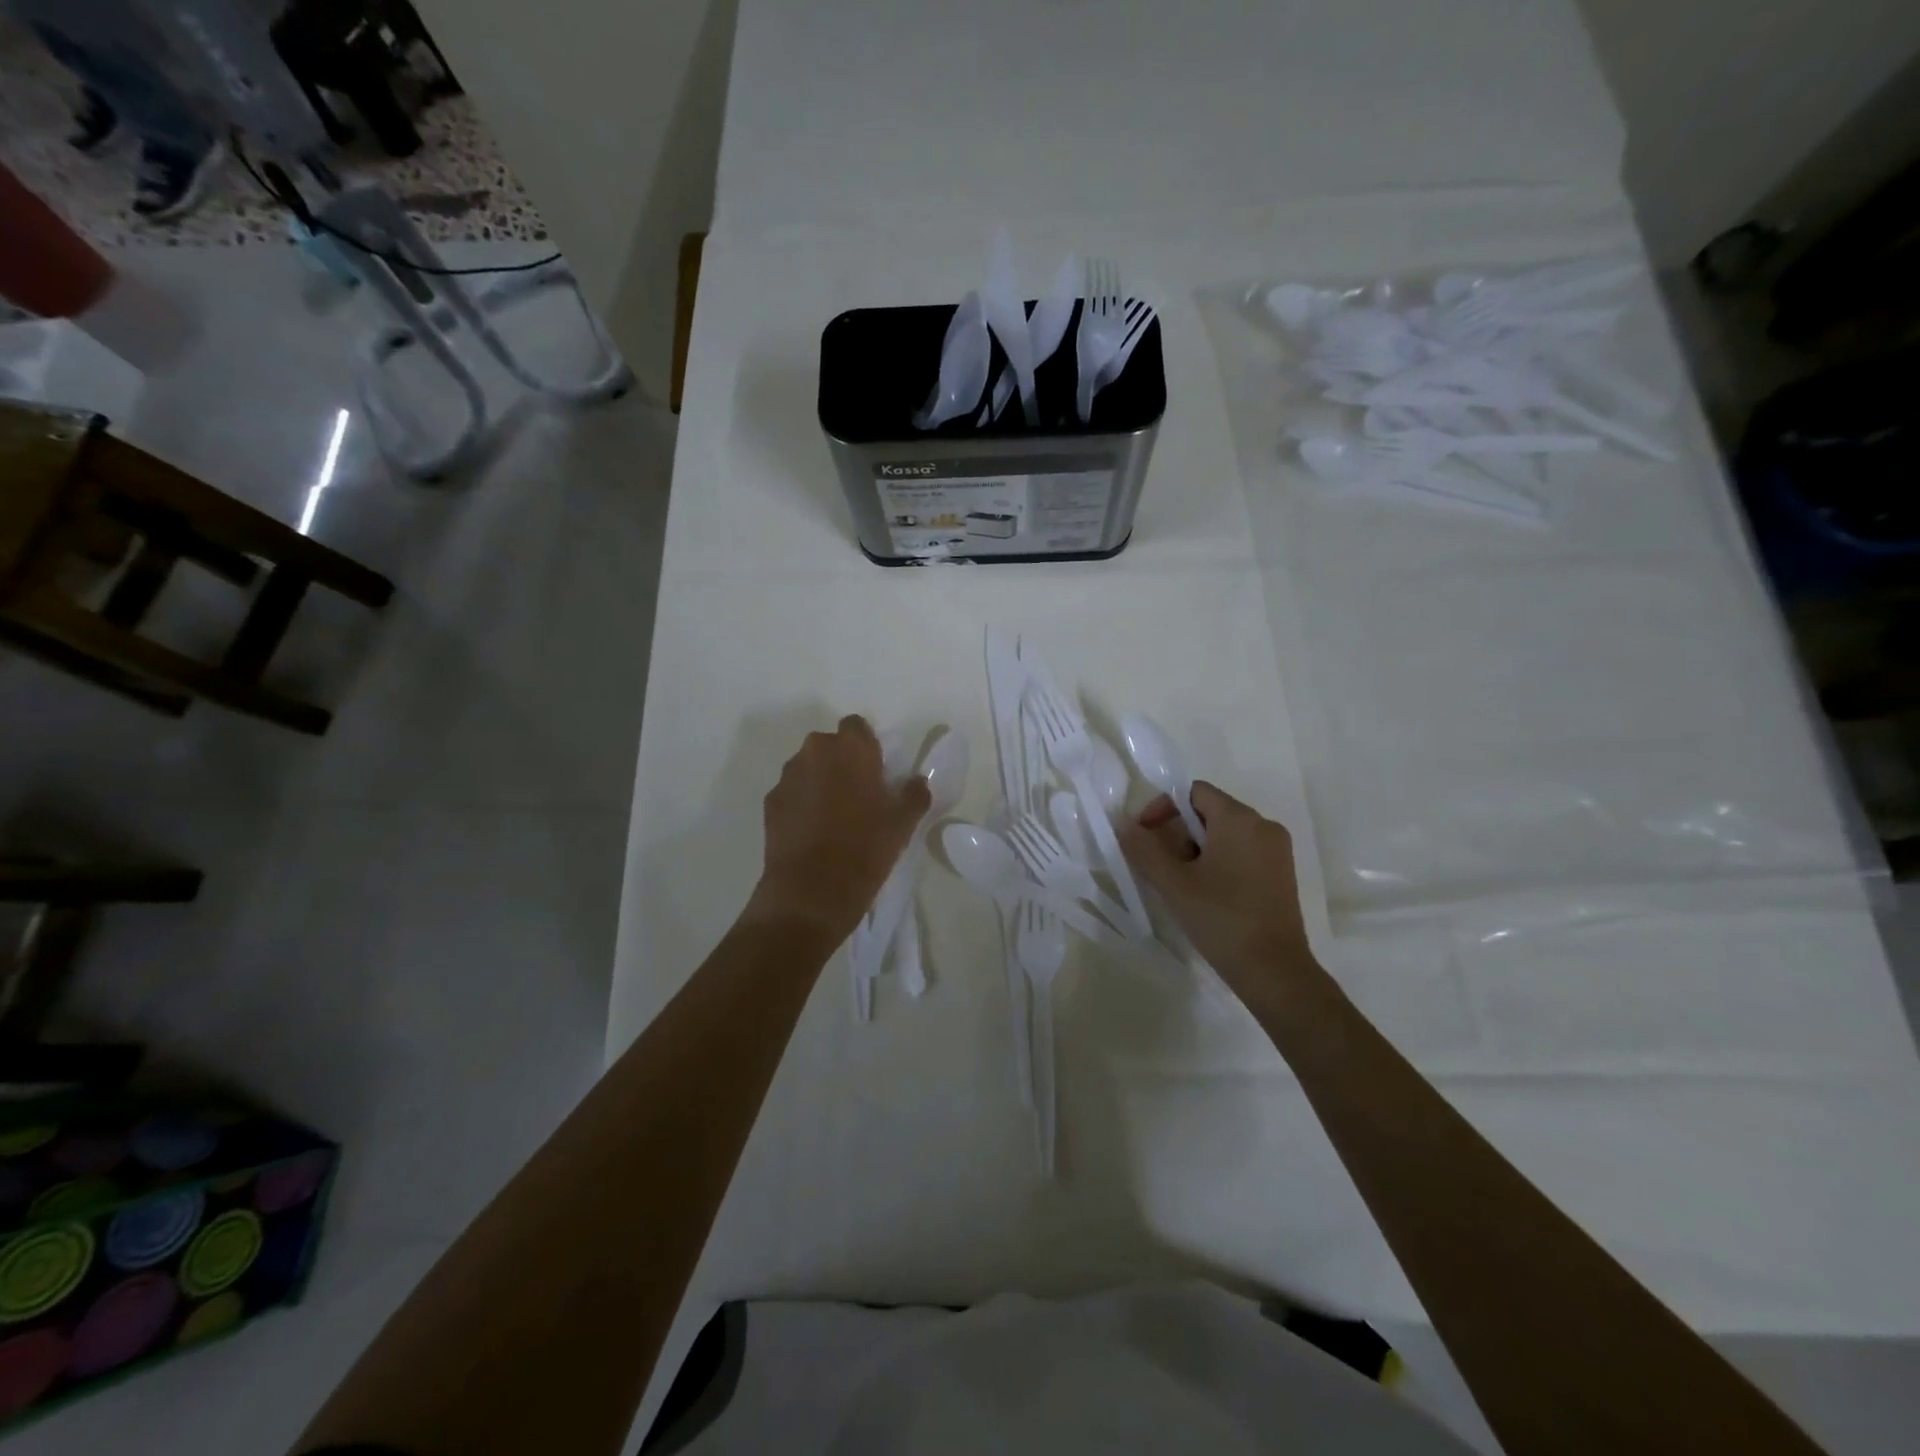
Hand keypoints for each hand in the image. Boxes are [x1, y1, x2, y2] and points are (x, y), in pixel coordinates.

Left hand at [747, 715, 931, 945]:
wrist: (810, 892)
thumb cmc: (864, 849)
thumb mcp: (903, 823)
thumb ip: (914, 794)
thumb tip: (917, 781)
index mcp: (850, 748)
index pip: (857, 726)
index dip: (867, 746)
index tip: (876, 773)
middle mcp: (815, 752)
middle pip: (830, 745)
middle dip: (841, 762)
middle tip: (859, 795)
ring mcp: (788, 777)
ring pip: (808, 767)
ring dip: (820, 781)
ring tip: (834, 817)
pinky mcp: (770, 803)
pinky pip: (792, 792)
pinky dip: (801, 803)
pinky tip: (813, 832)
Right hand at [1118, 782, 1317, 998]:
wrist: (1274, 971)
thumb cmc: (1221, 919)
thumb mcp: (1173, 882)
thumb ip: (1144, 848)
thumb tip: (1122, 822)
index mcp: (1239, 819)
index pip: (1193, 792)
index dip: (1163, 808)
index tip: (1146, 839)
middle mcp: (1263, 826)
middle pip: (1209, 811)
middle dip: (1178, 833)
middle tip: (1160, 867)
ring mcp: (1277, 851)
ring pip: (1225, 834)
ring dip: (1195, 849)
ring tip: (1180, 884)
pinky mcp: (1281, 874)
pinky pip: (1242, 852)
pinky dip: (1218, 862)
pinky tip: (1205, 894)